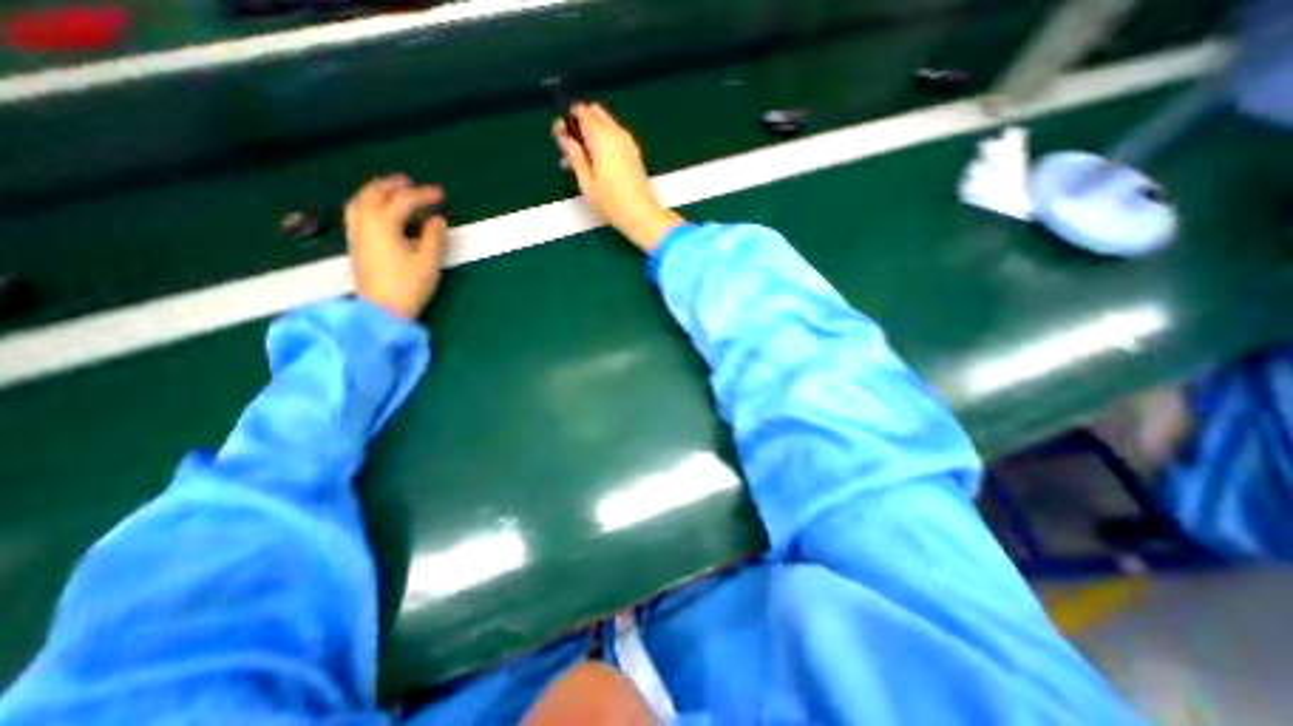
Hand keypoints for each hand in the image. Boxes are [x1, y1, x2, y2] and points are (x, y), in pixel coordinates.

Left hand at [346, 173, 448, 318]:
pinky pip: (356, 213)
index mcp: (383, 225)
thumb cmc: (408, 286)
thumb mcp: (428, 262)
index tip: (441, 193)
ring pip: (360, 202)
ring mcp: (357, 234)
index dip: (423, 195)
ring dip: (375, 191)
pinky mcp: (356, 245)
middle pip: (374, 195)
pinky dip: (367, 203)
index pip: (404, 202)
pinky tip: (377, 211)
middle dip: (392, 186)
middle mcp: (365, 224)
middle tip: (410, 182)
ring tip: (390, 190)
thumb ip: (434, 238)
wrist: (381, 311)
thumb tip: (437, 220)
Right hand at [551, 103, 686, 251]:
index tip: (561, 135)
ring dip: (593, 131)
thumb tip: (564, 137)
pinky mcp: (634, 151)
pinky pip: (616, 134)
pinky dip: (604, 139)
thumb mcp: (586, 183)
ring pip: (606, 122)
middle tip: (572, 145)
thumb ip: (574, 156)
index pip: (581, 112)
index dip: (568, 119)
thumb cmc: (612, 202)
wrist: (641, 214)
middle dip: (581, 122)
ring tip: (584, 157)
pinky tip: (598, 160)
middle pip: (595, 112)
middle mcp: (616, 133)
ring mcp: (628, 141)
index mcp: (601, 138)